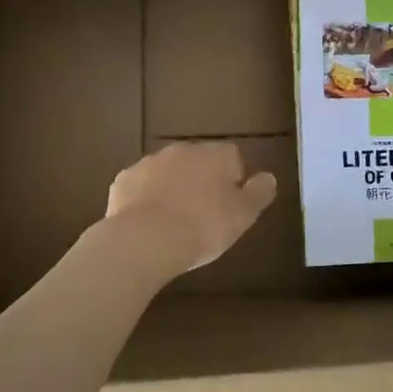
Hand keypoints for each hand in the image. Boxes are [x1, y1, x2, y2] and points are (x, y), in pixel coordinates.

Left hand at [105, 141, 278, 275]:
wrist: (144, 241)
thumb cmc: (203, 227)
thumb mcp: (243, 215)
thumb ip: (259, 193)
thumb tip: (268, 177)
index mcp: (215, 155)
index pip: (232, 158)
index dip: (233, 181)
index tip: (230, 207)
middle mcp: (183, 150)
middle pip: (199, 162)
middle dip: (202, 182)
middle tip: (204, 215)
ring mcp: (149, 163)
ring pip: (168, 172)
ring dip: (174, 188)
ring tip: (175, 222)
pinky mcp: (123, 181)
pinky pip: (142, 187)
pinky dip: (147, 200)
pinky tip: (149, 224)